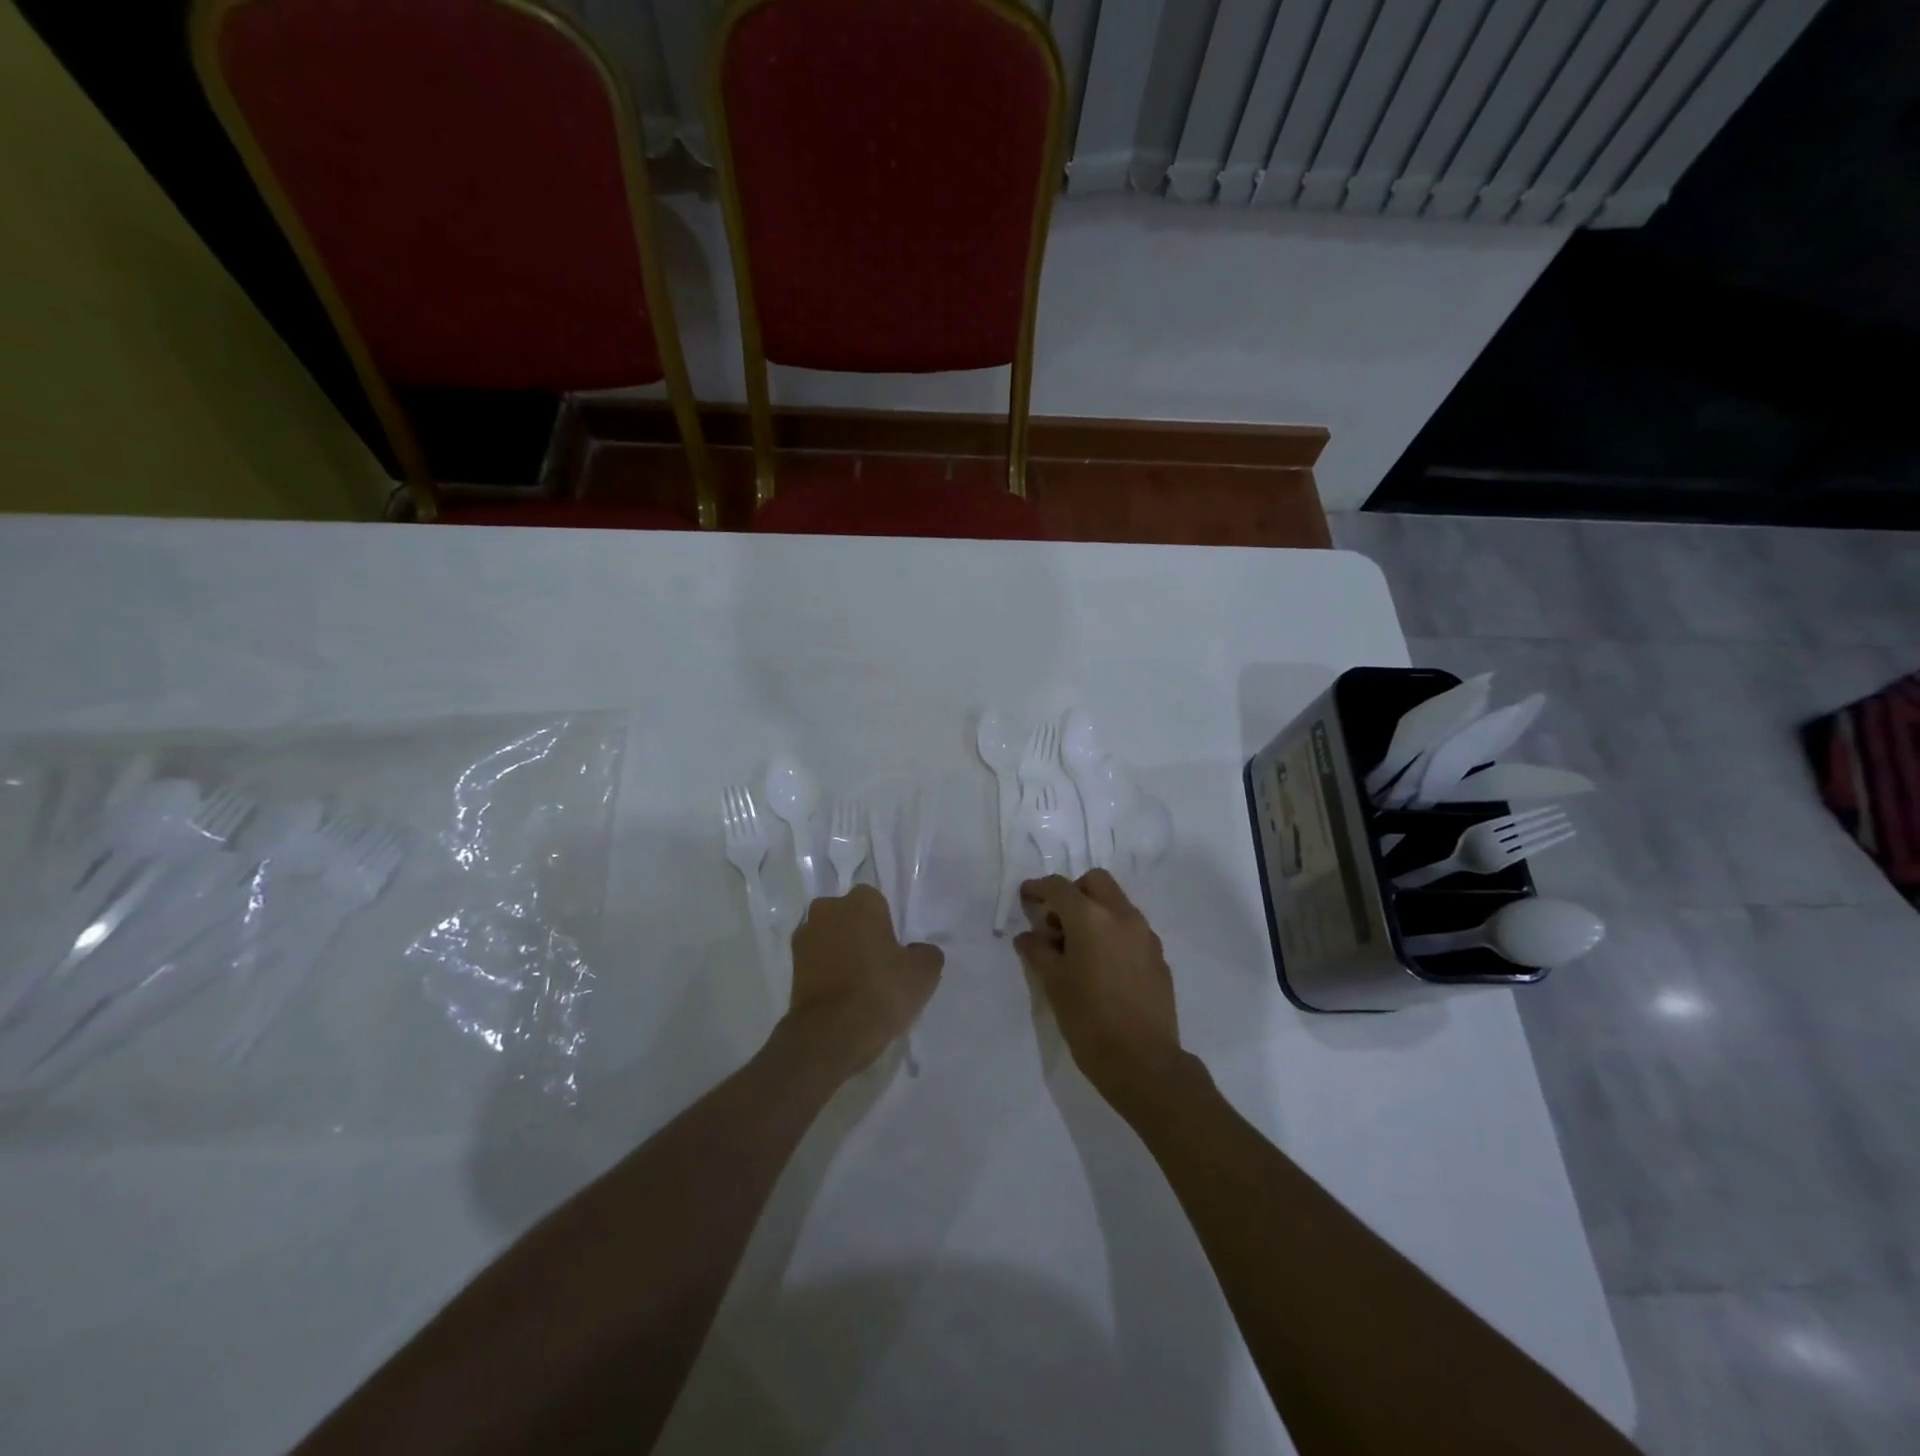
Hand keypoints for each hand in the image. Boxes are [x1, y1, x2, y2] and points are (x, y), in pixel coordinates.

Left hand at [783, 885, 942, 1074]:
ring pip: (831, 937)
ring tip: (859, 984)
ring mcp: (804, 936)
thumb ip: (925, 952)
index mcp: (861, 901)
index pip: (877, 902)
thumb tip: (917, 951)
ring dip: (841, 951)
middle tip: (878, 964)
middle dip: (860, 933)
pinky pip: (817, 960)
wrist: (831, 1034)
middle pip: (850, 916)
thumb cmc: (881, 990)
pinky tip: (842, 995)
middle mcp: (827, 908)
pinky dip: (827, 971)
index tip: (895, 949)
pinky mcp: (791, 965)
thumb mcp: (924, 973)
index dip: (887, 925)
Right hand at [1014, 871, 1183, 1108]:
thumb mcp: (1053, 984)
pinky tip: (1102, 966)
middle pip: (1095, 882)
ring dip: (1095, 911)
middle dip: (1073, 892)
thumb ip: (1038, 952)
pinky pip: (1131, 929)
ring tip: (1077, 948)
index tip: (1026, 897)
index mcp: (1091, 918)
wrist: (1144, 1062)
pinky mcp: (1158, 956)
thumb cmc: (1089, 1020)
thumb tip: (1027, 937)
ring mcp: (1145, 935)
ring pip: (1117, 904)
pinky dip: (1113, 932)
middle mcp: (1122, 916)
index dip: (1038, 888)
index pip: (1059, 887)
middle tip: (1056, 922)